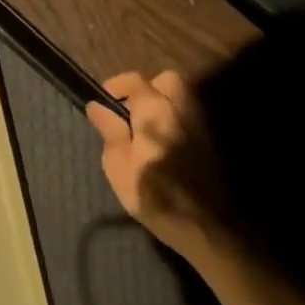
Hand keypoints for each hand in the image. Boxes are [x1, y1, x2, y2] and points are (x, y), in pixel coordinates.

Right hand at [86, 71, 228, 259]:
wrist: (202, 224)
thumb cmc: (153, 195)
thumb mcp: (118, 165)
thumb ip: (110, 130)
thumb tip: (97, 106)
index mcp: (155, 110)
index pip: (135, 80)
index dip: (115, 85)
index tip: (102, 101)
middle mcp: (181, 108)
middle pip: (166, 80)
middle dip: (146, 88)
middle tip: (128, 112)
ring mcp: (199, 123)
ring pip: (180, 96)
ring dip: (160, 103)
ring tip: (141, 129)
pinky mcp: (208, 140)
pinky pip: (187, 115)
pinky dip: (172, 118)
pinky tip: (159, 143)